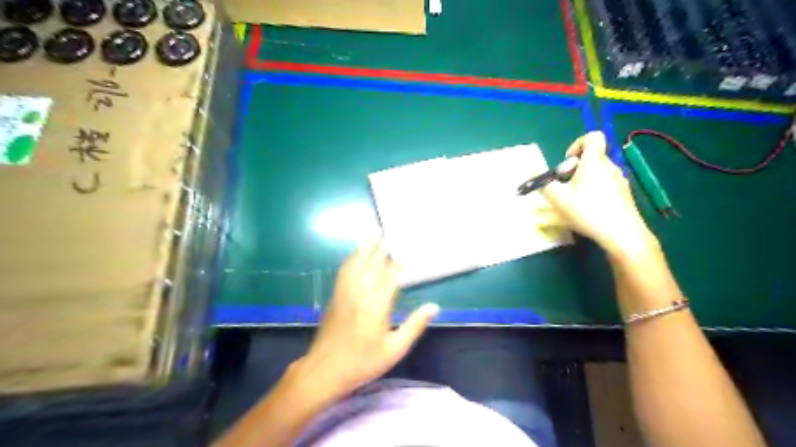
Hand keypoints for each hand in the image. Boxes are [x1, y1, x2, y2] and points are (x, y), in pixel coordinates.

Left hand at [299, 239, 437, 399]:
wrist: (325, 370)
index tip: (405, 254)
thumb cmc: (363, 362)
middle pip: (371, 265)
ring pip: (355, 264)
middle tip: (387, 233)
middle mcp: (360, 294)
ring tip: (371, 235)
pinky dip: (351, 260)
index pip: (390, 278)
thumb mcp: (394, 349)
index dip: (398, 265)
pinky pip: (344, 272)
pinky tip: (354, 256)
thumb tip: (434, 306)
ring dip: (363, 249)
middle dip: (379, 248)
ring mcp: (345, 294)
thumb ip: (414, 326)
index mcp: (377, 306)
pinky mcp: (335, 298)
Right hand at [542, 131, 659, 254]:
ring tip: (577, 201)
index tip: (568, 163)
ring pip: (599, 172)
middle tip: (566, 188)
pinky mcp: (625, 193)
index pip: (593, 137)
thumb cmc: (587, 212)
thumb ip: (543, 183)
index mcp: (594, 162)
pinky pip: (607, 184)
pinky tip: (591, 210)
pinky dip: (596, 191)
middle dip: (576, 169)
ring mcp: (620, 180)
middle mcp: (610, 166)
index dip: (577, 144)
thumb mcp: (558, 199)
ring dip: (585, 181)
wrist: (622, 234)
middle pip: (592, 157)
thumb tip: (529, 170)